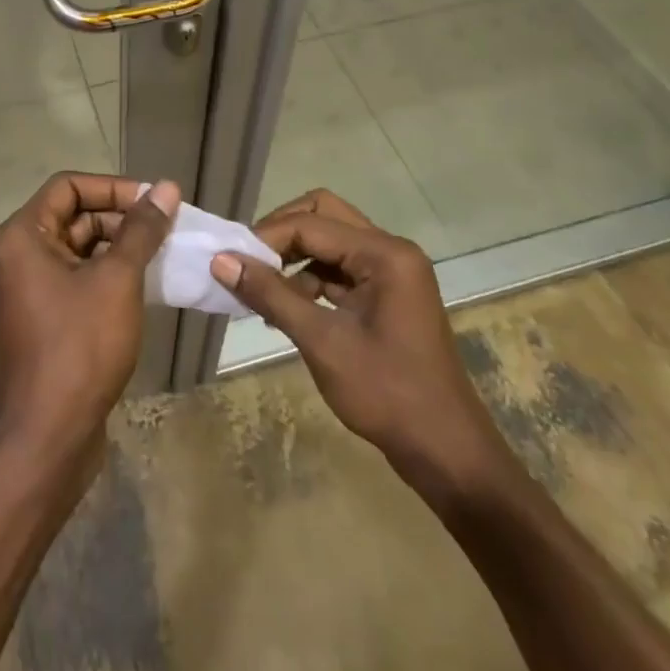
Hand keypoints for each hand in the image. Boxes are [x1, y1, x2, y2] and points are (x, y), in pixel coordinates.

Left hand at [0, 173, 178, 475]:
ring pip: (78, 251)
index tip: (154, 200)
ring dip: (118, 249)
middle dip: (120, 219)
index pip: (68, 187)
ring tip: (163, 255)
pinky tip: (145, 286)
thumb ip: (141, 230)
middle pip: (73, 217)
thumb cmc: (79, 347)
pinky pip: (76, 281)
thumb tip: (165, 188)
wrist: (48, 439)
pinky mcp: (41, 321)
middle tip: (167, 229)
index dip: (113, 187)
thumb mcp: (117, 280)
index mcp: (22, 236)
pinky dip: (107, 277)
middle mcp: (17, 256)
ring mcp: (27, 291)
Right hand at [212, 189, 519, 507]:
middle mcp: (391, 251)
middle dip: (281, 233)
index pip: (311, 224)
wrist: (448, 454)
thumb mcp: (322, 342)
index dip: (267, 237)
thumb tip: (221, 261)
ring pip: (331, 241)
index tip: (230, 261)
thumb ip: (271, 294)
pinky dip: (310, 278)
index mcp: (385, 254)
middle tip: (248, 260)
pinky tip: (285, 307)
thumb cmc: (388, 394)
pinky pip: (340, 269)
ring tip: (260, 288)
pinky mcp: (387, 295)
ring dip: (294, 257)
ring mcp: (392, 273)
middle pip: (323, 215)